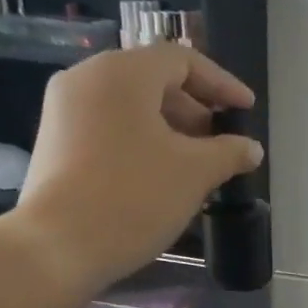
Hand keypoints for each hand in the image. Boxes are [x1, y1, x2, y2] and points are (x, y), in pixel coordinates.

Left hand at [8, 44, 262, 293]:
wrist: (59, 246)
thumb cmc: (134, 198)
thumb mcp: (194, 174)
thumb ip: (228, 153)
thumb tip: (251, 148)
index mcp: (122, 73)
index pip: (182, 60)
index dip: (222, 84)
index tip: (247, 111)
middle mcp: (87, 79)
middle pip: (154, 81)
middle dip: (196, 111)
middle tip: (223, 144)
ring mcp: (65, 111)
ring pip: (132, 108)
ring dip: (171, 131)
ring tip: (198, 167)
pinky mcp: (56, 143)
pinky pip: (110, 129)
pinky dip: (143, 143)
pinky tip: (162, 178)